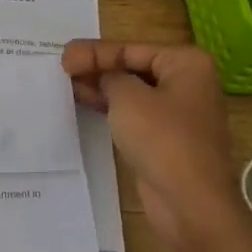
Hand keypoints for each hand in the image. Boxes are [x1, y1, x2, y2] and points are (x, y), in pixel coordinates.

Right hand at [62, 40, 244, 251]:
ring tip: (67, 85)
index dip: (94, 52)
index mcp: (186, 63)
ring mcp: (179, 112)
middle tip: (61, 69)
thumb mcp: (128, 97)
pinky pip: (135, 114)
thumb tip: (103, 77)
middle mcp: (187, 83)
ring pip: (133, 91)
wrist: (190, 203)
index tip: (63, 57)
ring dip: (102, 88)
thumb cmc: (162, 139)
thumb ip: (109, 77)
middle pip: (133, 67)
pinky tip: (86, 104)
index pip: (131, 49)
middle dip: (98, 68)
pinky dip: (112, 108)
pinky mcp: (167, 138)